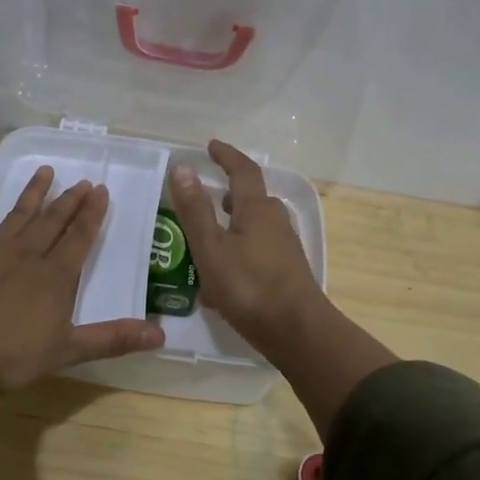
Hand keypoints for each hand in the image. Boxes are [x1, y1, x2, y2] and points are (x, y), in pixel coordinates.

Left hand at [0, 167, 163, 438]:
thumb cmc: (11, 356)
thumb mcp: (68, 351)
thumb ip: (112, 339)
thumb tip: (160, 334)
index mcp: (55, 276)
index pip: (79, 238)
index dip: (92, 215)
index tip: (101, 190)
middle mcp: (27, 255)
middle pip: (52, 221)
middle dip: (69, 201)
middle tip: (82, 181)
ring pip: (17, 215)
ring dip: (32, 193)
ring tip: (44, 171)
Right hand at [171, 140, 395, 438]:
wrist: (297, 332)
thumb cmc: (249, 286)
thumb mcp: (211, 248)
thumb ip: (195, 210)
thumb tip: (182, 167)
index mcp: (257, 209)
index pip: (243, 171)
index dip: (226, 156)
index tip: (210, 147)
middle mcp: (275, 222)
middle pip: (252, 199)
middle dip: (229, 194)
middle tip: (205, 198)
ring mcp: (284, 248)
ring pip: (254, 227)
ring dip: (232, 227)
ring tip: (207, 240)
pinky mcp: (286, 272)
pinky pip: (257, 251)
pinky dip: (238, 253)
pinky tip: (220, 281)